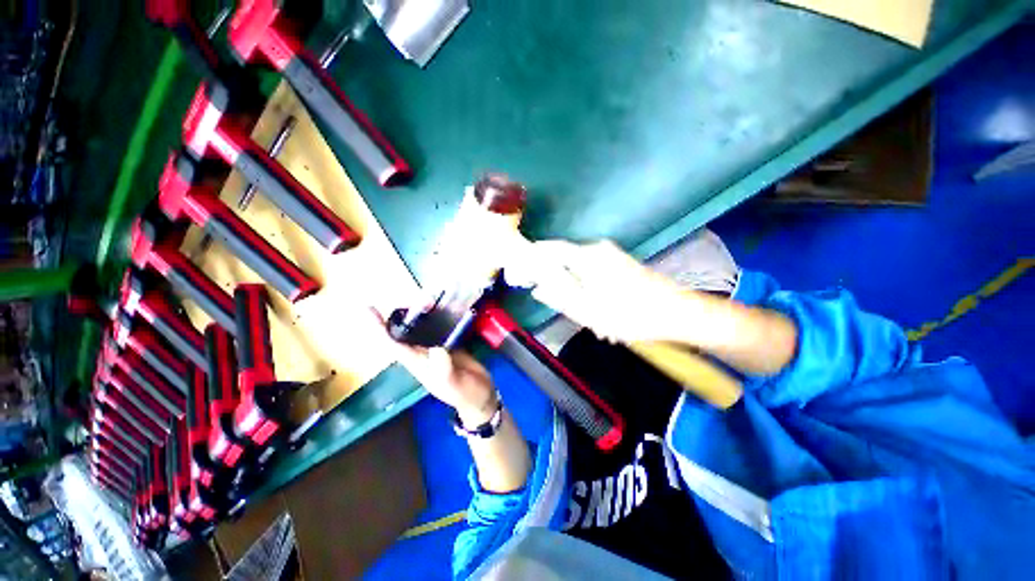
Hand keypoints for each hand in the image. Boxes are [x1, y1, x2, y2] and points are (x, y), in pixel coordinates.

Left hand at [367, 309, 498, 425]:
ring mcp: (437, 347)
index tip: (369, 309)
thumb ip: (445, 371)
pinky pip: (441, 326)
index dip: (379, 328)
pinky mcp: (451, 343)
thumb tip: (437, 349)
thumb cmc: (465, 394)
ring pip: (423, 326)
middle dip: (407, 313)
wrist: (481, 396)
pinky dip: (441, 314)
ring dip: (423, 312)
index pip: (393, 344)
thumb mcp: (455, 386)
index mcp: (418, 363)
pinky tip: (447, 305)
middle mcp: (423, 353)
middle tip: (421, 300)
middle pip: (406, 330)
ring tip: (432, 299)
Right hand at [505, 239, 695, 343]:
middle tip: (559, 304)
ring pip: (580, 270)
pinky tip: (600, 312)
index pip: (550, 249)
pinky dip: (590, 290)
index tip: (521, 271)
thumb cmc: (631, 314)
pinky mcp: (620, 264)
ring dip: (576, 290)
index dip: (532, 257)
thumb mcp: (589, 311)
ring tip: (586, 316)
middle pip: (564, 260)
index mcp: (587, 258)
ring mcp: (611, 256)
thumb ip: (560, 297)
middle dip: (557, 281)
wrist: (677, 313)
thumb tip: (538, 288)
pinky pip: (594, 273)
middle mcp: (597, 250)